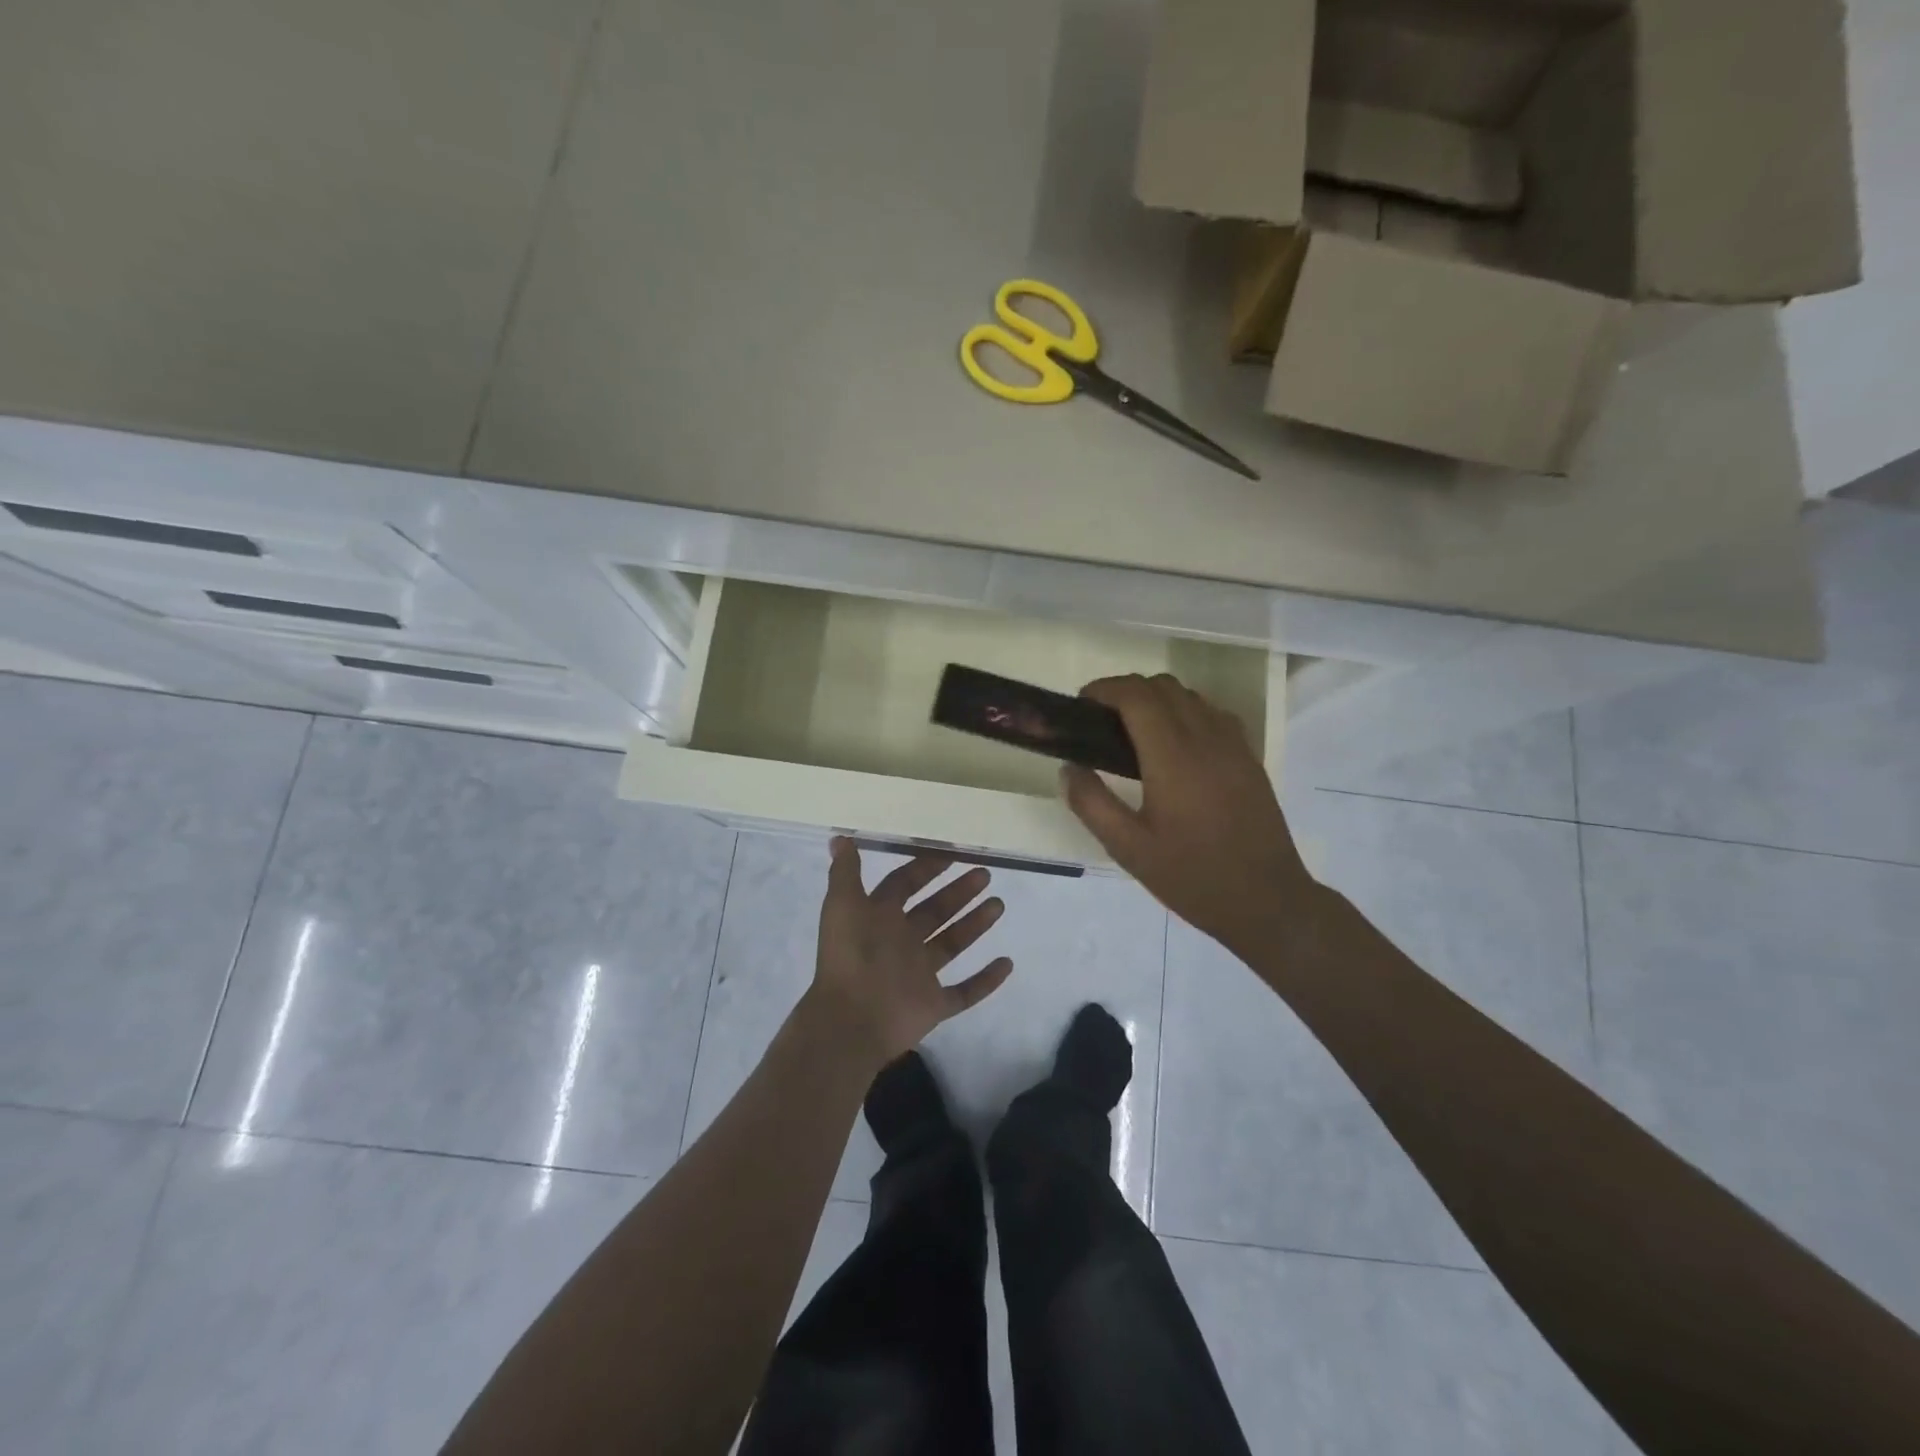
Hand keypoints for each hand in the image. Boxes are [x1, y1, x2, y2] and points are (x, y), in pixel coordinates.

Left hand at [806, 838, 1014, 1066]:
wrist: (852, 1019)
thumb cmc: (851, 956)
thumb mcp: (843, 905)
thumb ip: (846, 872)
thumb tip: (840, 838)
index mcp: (879, 918)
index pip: (903, 885)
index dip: (924, 869)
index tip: (951, 854)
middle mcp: (900, 943)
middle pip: (934, 911)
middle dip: (958, 892)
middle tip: (985, 874)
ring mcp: (919, 975)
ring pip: (952, 944)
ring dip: (975, 925)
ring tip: (999, 905)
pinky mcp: (934, 1005)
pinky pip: (965, 992)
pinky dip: (986, 980)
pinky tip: (1007, 963)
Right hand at [1060, 673, 1318, 958]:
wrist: (1267, 901)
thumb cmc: (1192, 877)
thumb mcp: (1128, 848)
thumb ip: (1091, 803)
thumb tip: (1069, 768)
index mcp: (1173, 757)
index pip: (1136, 695)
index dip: (1104, 689)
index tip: (1082, 705)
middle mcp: (1206, 738)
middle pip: (1162, 686)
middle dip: (1126, 691)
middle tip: (1101, 722)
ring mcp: (1233, 745)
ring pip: (1190, 696)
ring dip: (1156, 700)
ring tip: (1134, 734)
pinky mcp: (1249, 758)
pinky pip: (1212, 714)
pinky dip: (1185, 713)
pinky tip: (1174, 748)